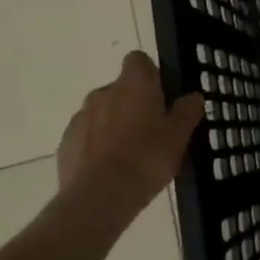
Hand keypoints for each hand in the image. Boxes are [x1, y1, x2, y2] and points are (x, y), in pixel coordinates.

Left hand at [55, 52, 203, 231]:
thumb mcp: (180, 136)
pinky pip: (87, 135)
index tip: (162, 97)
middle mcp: (104, 92)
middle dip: (134, 103)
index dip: (151, 75)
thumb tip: (192, 97)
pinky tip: (109, 169)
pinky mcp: (66, 142)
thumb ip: (187, 111)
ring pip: (103, 112)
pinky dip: (97, 145)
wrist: (98, 198)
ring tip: (130, 155)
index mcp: (134, 84)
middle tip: (152, 131)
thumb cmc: (146, 159)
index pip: (139, 60)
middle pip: (121, 88)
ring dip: (115, 124)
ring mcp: (81, 117)